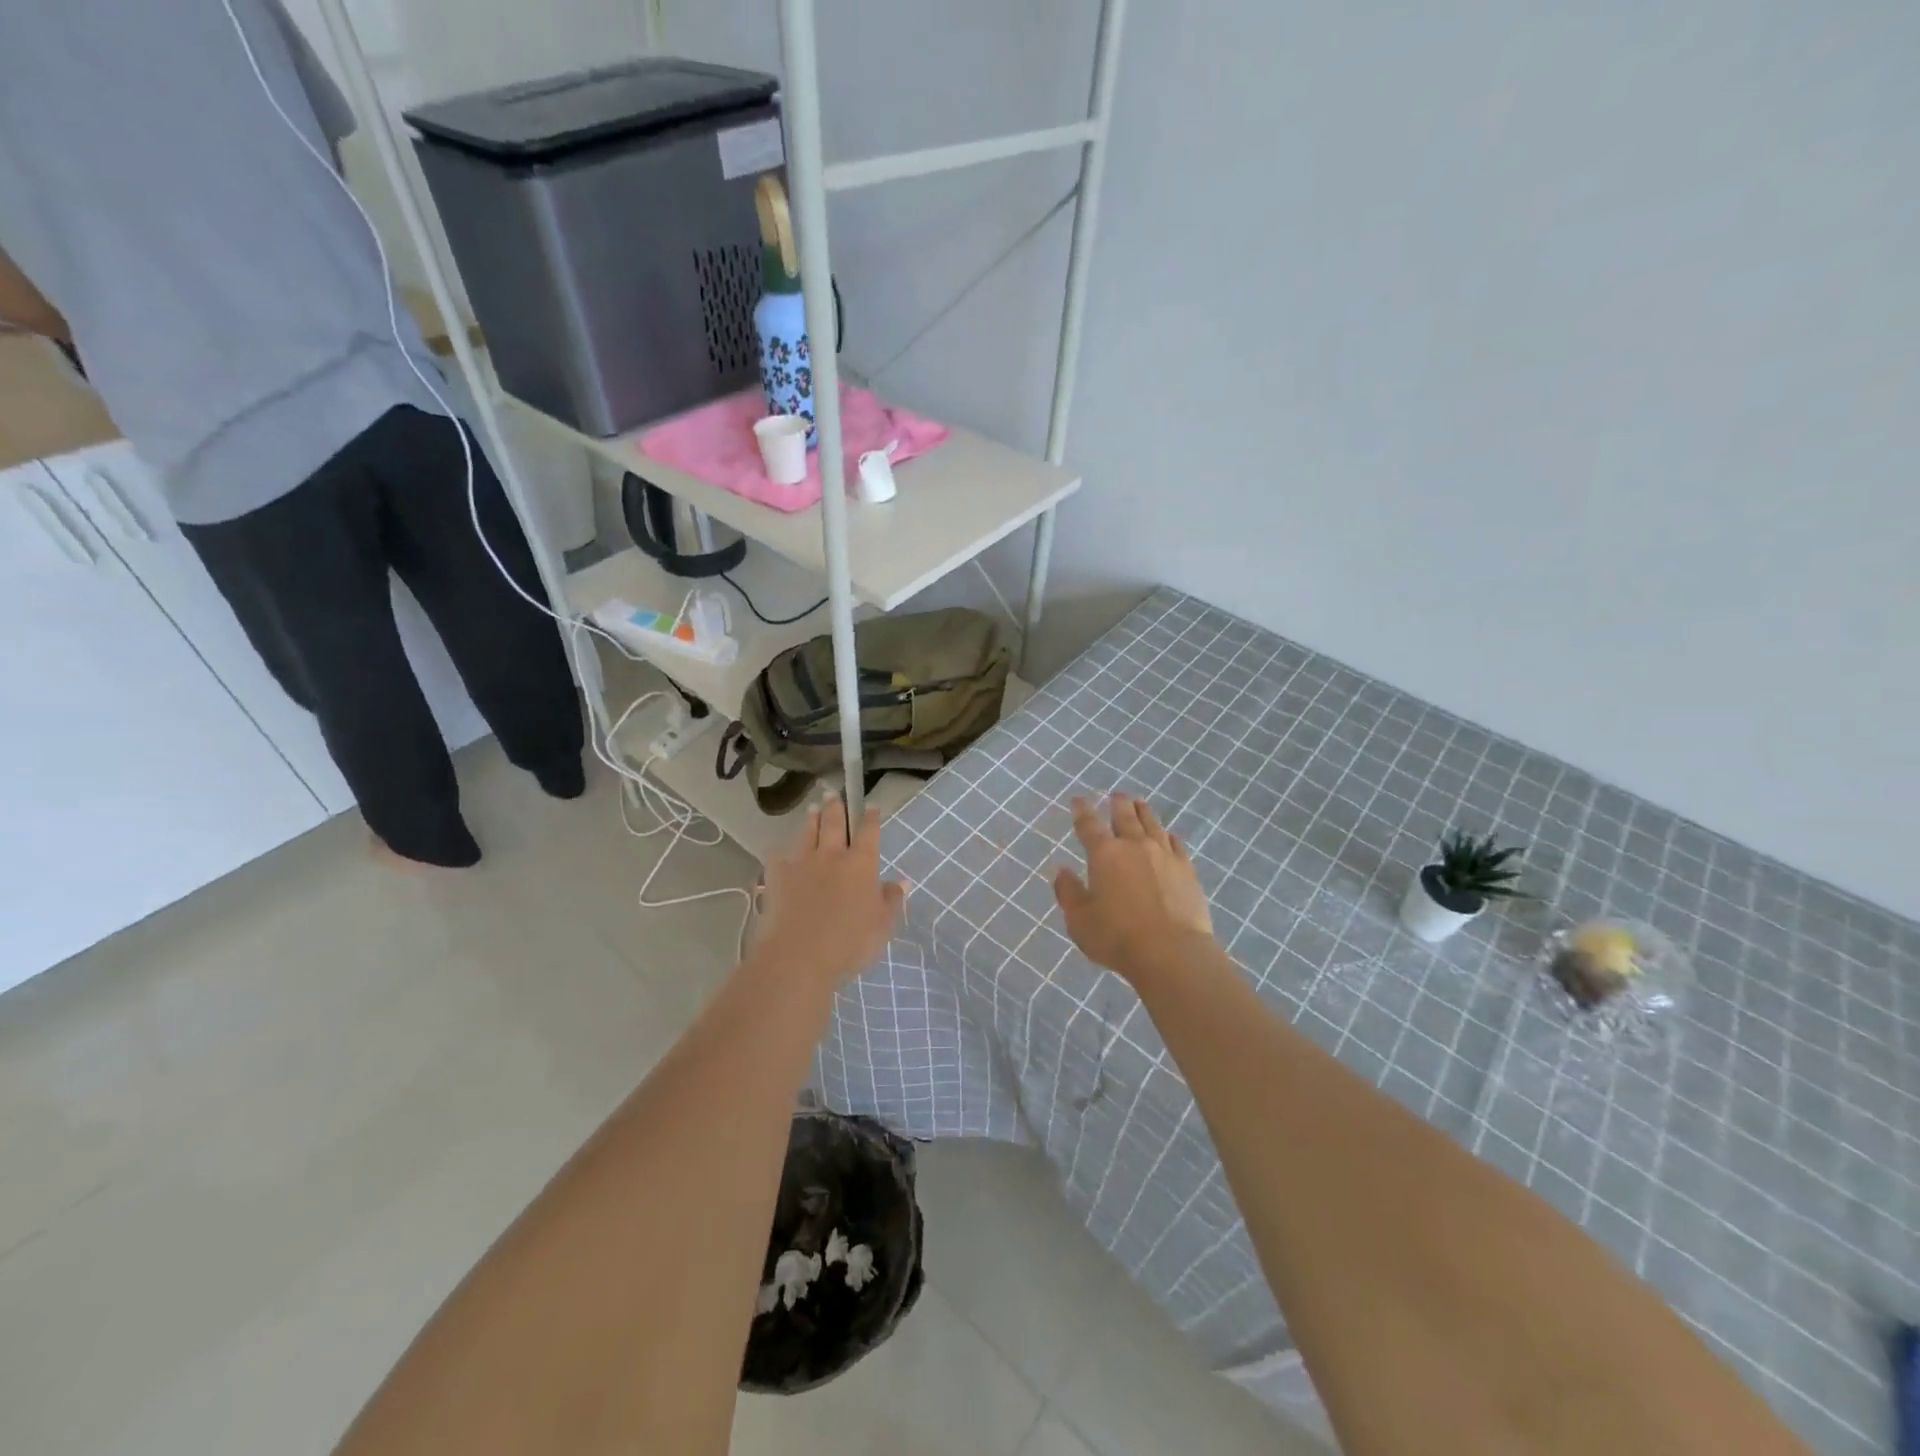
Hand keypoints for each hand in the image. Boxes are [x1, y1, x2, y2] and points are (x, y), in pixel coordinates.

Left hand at [754, 795, 905, 990]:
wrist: (798, 955)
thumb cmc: (849, 942)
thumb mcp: (882, 925)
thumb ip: (891, 900)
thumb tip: (901, 881)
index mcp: (861, 863)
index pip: (868, 831)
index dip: (870, 817)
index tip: (871, 806)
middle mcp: (831, 854)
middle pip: (834, 823)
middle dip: (836, 806)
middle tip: (834, 794)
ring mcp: (801, 862)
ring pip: (807, 832)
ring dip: (811, 818)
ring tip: (813, 808)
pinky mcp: (776, 875)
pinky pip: (778, 855)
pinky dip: (781, 851)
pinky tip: (780, 851)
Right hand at [1053, 793, 1214, 979]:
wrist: (1172, 952)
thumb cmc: (1118, 937)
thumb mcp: (1080, 921)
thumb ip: (1068, 893)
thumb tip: (1061, 871)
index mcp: (1104, 854)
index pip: (1089, 825)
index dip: (1082, 810)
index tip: (1078, 800)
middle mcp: (1134, 846)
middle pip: (1125, 816)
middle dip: (1118, 804)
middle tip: (1116, 795)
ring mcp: (1164, 855)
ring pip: (1152, 824)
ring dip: (1143, 812)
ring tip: (1139, 804)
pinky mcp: (1186, 869)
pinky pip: (1175, 843)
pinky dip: (1167, 835)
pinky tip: (1168, 835)